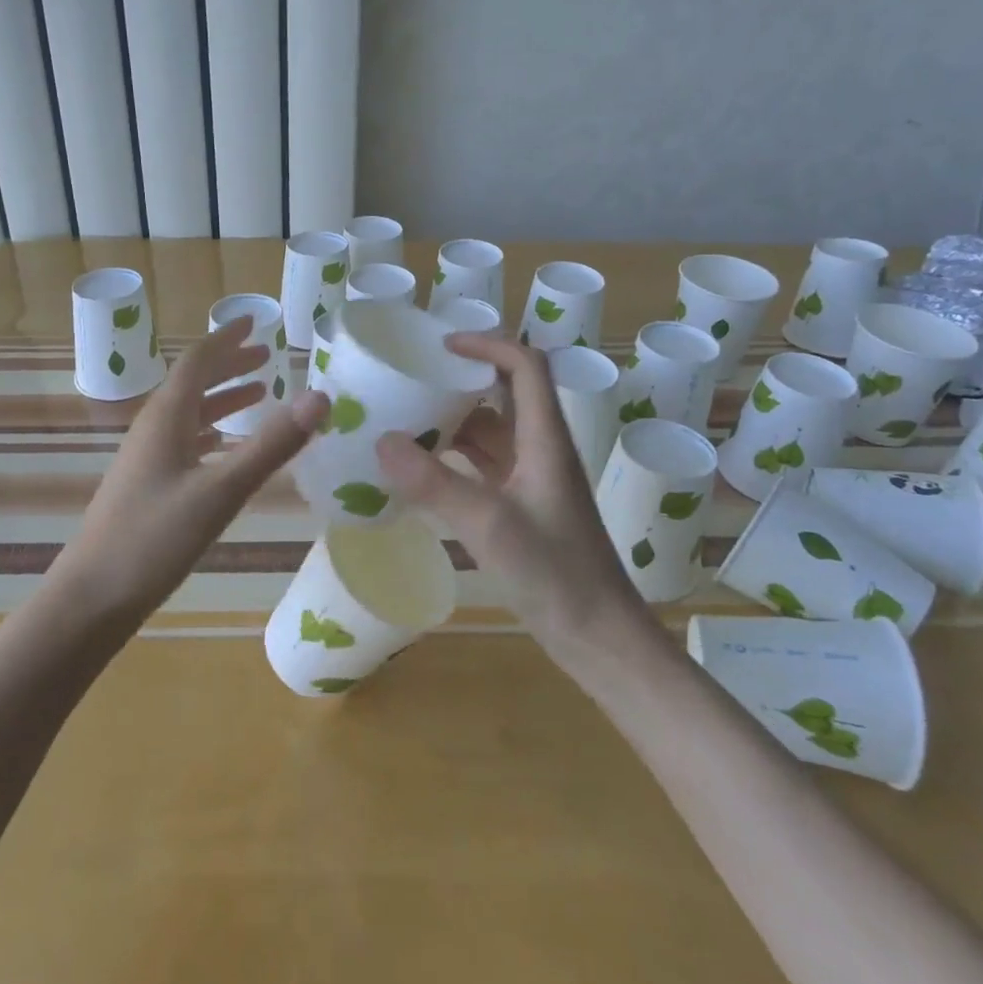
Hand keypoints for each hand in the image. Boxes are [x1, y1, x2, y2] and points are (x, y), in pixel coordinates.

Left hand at [49, 317, 328, 623]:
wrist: (92, 598)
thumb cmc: (154, 539)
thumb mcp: (221, 491)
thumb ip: (271, 445)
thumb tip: (320, 397)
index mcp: (166, 417)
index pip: (198, 360)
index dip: (227, 338)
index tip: (254, 321)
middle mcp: (154, 428)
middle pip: (194, 382)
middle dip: (230, 364)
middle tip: (267, 355)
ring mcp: (148, 458)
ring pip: (191, 413)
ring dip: (224, 398)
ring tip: (259, 393)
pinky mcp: (149, 485)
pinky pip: (187, 441)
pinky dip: (214, 431)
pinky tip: (227, 445)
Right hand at [374, 333, 639, 647]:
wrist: (600, 639)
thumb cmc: (556, 576)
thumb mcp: (490, 526)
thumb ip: (435, 484)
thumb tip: (381, 440)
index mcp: (545, 440)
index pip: (525, 367)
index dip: (488, 345)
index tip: (441, 346)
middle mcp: (541, 450)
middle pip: (506, 393)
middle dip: (462, 379)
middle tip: (413, 378)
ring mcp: (533, 479)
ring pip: (493, 431)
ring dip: (455, 420)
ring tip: (406, 417)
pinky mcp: (524, 506)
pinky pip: (486, 465)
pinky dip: (456, 457)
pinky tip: (422, 468)